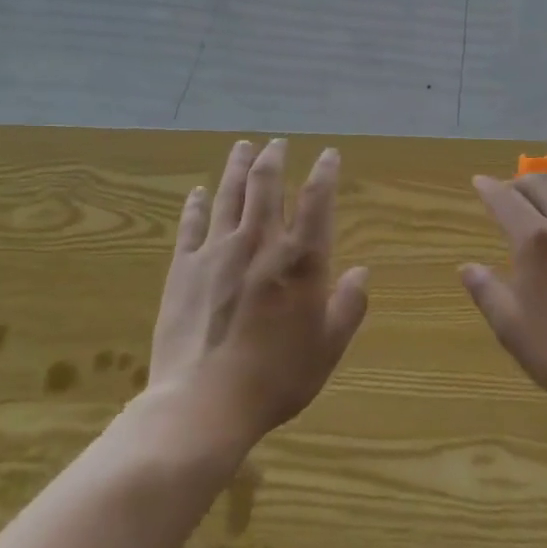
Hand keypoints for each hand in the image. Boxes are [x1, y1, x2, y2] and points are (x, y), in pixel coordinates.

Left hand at [149, 140, 368, 444]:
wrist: (204, 404)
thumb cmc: (276, 377)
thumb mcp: (327, 348)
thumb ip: (348, 306)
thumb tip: (362, 272)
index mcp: (300, 260)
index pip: (317, 200)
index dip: (325, 172)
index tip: (329, 154)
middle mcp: (260, 243)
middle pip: (266, 185)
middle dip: (274, 158)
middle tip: (278, 143)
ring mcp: (217, 251)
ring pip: (228, 195)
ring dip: (237, 167)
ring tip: (243, 146)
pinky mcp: (184, 268)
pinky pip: (191, 225)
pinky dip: (195, 205)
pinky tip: (197, 191)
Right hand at [462, 174, 546, 424]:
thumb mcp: (513, 329)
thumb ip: (487, 292)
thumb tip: (467, 267)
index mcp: (537, 241)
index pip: (506, 200)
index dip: (489, 188)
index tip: (479, 182)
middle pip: (543, 183)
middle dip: (521, 181)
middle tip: (509, 190)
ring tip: (544, 199)